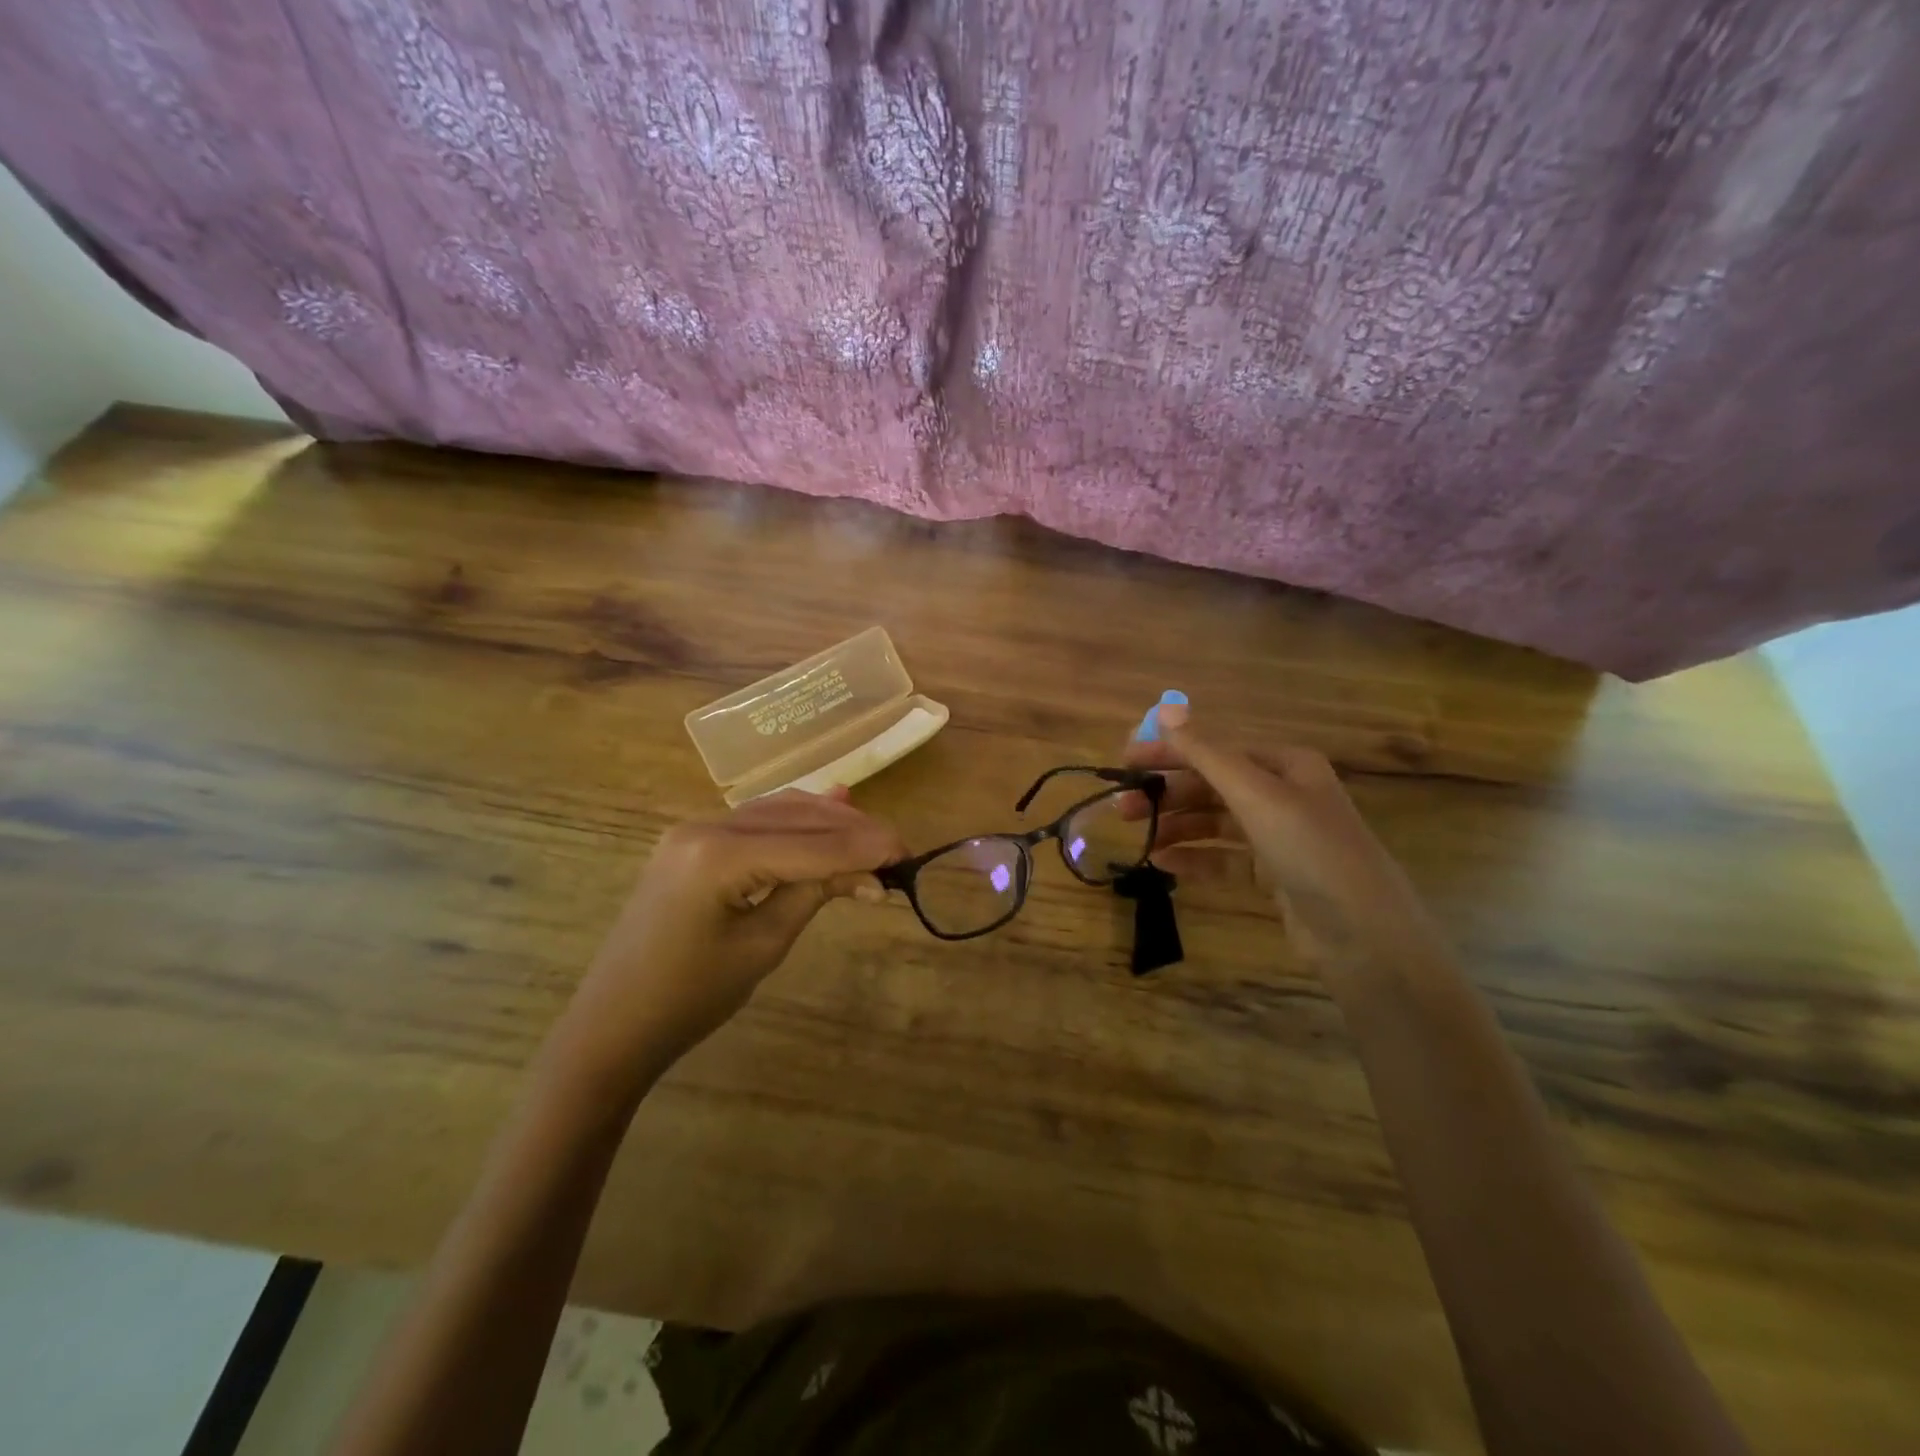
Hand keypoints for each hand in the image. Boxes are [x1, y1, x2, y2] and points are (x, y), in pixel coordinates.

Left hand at [551, 789, 905, 1090]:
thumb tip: (873, 874)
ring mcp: (694, 829)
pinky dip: (797, 824)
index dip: (863, 847)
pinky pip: (756, 822)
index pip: (810, 844)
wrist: (613, 1024)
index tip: (908, 851)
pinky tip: (829, 815)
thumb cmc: (689, 998)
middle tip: (897, 850)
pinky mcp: (693, 841)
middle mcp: (705, 826)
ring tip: (873, 840)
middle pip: (796, 818)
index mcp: (718, 856)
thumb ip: (816, 894)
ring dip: (827, 823)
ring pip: (778, 812)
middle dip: (851, 831)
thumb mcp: (763, 946)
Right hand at [1122, 703, 1443, 976]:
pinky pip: (1225, 858)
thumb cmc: (1312, 851)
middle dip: (1167, 794)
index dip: (1168, 753)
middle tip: (1122, 808)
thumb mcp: (1256, 795)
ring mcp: (1279, 837)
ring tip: (1137, 837)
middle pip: (1212, 786)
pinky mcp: (1274, 875)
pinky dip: (1195, 858)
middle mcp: (1283, 794)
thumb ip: (1206, 754)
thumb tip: (1164, 709)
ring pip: (1215, 822)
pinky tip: (1163, 863)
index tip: (1124, 762)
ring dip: (1176, 826)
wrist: (1365, 937)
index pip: (1215, 750)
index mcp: (1286, 765)